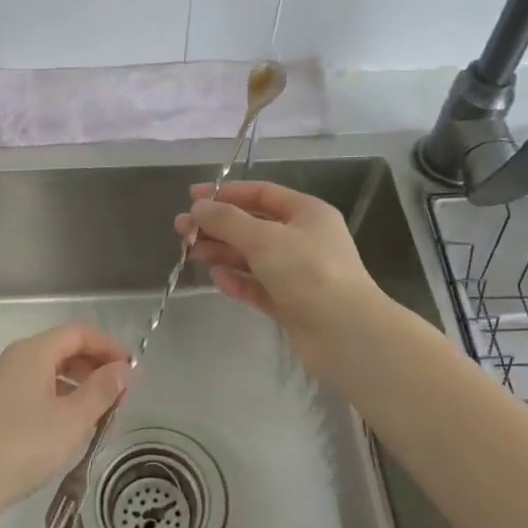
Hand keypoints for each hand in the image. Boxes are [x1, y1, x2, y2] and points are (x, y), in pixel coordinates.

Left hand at [0, 325, 130, 517]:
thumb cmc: (24, 446)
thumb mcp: (73, 419)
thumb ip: (102, 390)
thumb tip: (123, 369)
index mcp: (32, 352)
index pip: (78, 333)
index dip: (108, 346)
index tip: (130, 369)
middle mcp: (11, 359)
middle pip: (60, 350)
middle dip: (93, 369)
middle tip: (117, 397)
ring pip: (44, 374)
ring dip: (75, 388)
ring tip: (96, 419)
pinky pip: (29, 392)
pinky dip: (53, 401)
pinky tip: (63, 431)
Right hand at [176, 180, 387, 374]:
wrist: (346, 334)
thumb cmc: (308, 272)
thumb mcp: (264, 238)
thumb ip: (228, 221)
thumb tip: (198, 207)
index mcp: (307, 213)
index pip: (261, 193)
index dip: (226, 194)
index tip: (192, 198)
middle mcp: (303, 239)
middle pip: (253, 225)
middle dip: (218, 226)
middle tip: (182, 230)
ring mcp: (298, 273)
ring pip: (252, 257)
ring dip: (223, 252)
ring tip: (191, 252)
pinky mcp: (291, 303)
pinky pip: (258, 286)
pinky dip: (238, 281)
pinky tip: (217, 279)